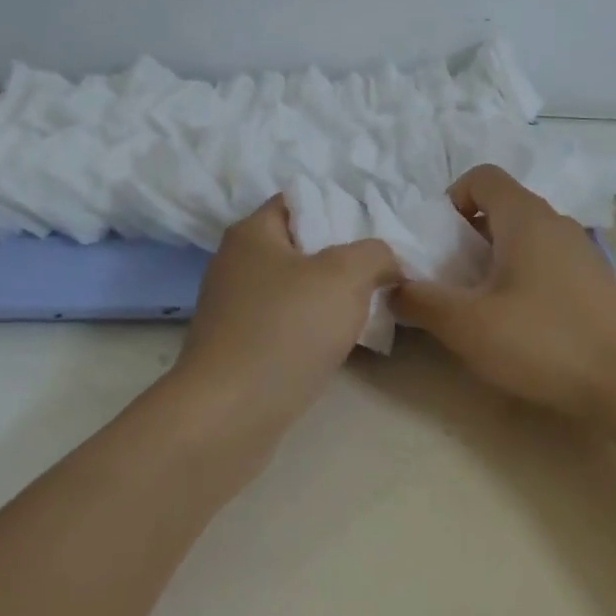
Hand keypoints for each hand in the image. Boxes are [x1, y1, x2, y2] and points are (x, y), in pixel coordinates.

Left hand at [173, 195, 400, 437]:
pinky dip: (312, 329)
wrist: (230, 414)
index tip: (377, 232)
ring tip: (370, 307)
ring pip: (296, 289)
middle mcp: (236, 264)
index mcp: (252, 233)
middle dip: (343, 258)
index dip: (341, 208)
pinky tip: (339, 342)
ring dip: (330, 298)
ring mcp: (234, 309)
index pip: (300, 200)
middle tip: (382, 271)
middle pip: (301, 246)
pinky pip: (286, 324)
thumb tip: (385, 263)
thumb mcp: (345, 276)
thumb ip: (375, 254)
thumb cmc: (286, 329)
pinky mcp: (239, 348)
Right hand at [392, 165, 615, 420]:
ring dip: (494, 259)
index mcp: (525, 217)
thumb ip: (421, 301)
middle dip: (466, 236)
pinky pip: (546, 261)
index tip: (436, 243)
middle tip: (449, 278)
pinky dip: (522, 276)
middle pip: (501, 207)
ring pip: (524, 236)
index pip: (481, 176)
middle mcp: (555, 222)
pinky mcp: (595, 281)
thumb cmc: (543, 341)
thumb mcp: (468, 325)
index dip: (450, 199)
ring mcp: (581, 251)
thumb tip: (391, 287)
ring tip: (480, 303)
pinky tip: (520, 321)